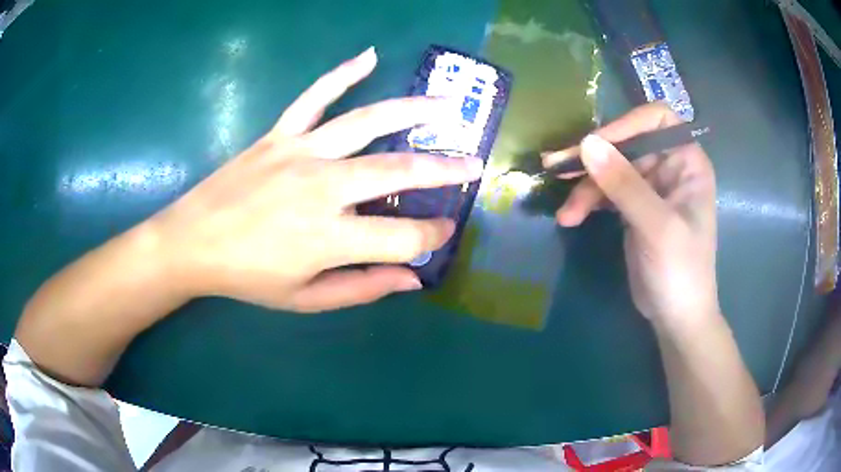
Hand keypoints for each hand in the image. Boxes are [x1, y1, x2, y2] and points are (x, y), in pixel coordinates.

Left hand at [147, 47, 483, 312]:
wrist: (192, 242)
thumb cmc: (247, 277)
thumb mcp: (305, 299)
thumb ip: (362, 289)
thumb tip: (413, 279)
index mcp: (329, 237)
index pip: (403, 237)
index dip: (431, 237)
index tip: (443, 233)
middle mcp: (322, 187)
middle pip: (398, 169)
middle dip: (445, 170)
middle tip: (473, 165)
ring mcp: (300, 152)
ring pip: (367, 121)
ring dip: (413, 110)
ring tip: (447, 106)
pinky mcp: (279, 134)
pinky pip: (314, 96)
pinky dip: (341, 74)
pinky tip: (368, 56)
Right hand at [543, 103, 718, 326]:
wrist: (676, 317)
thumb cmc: (681, 271)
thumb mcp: (656, 227)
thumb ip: (624, 184)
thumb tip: (586, 143)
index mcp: (687, 162)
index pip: (657, 120)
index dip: (626, 124)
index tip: (595, 143)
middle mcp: (670, 167)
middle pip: (627, 143)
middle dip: (593, 157)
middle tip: (555, 165)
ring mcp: (651, 186)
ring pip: (611, 168)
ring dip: (585, 186)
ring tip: (565, 212)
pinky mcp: (634, 206)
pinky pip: (606, 190)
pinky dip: (588, 201)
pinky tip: (570, 217)